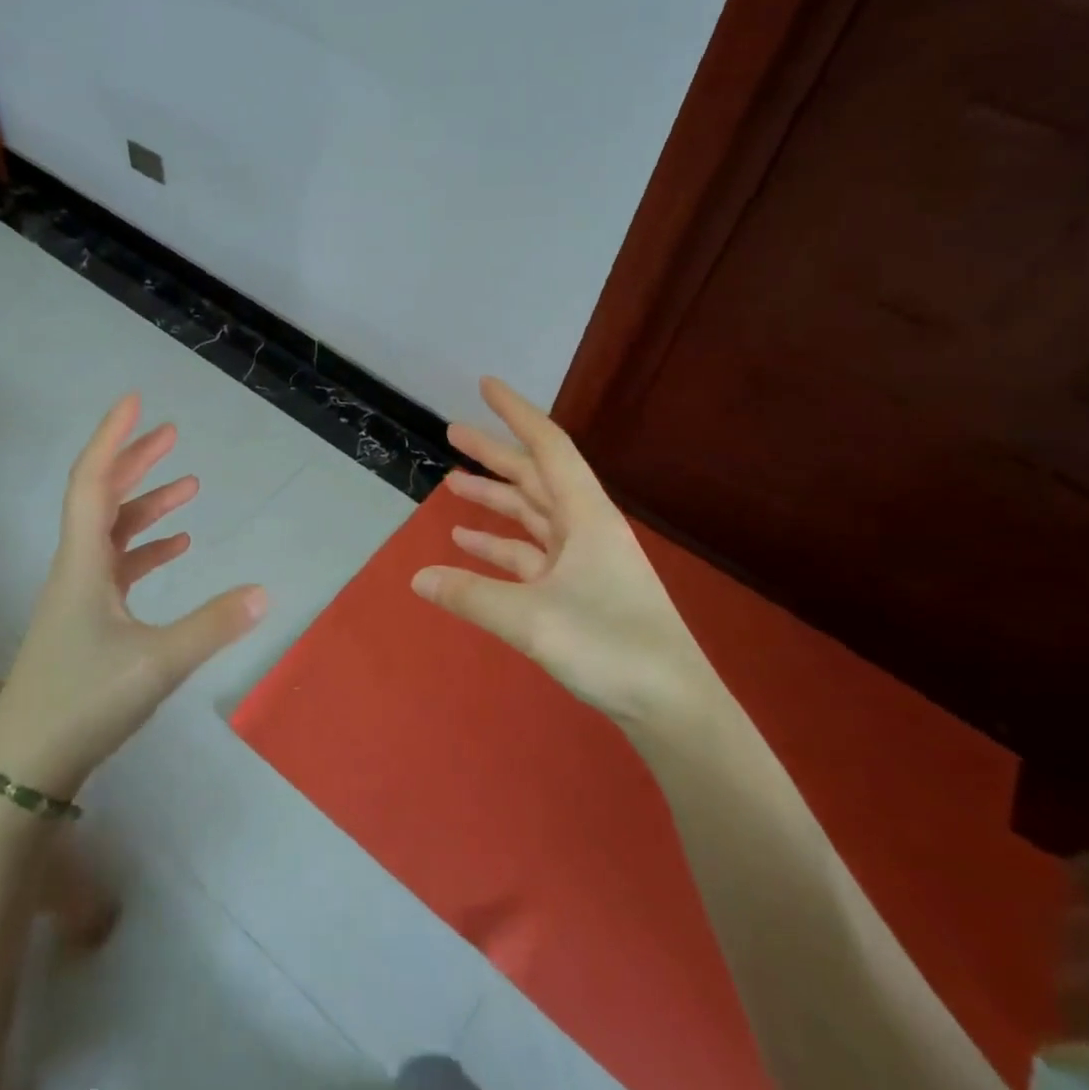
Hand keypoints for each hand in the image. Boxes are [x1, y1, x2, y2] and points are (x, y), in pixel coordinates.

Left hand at [0, 394, 267, 795]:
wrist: (26, 766)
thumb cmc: (83, 702)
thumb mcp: (157, 663)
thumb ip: (212, 626)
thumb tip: (264, 592)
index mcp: (83, 564)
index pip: (93, 482)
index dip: (112, 438)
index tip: (136, 402)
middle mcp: (77, 569)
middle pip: (102, 498)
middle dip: (136, 462)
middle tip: (172, 434)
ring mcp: (80, 596)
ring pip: (112, 533)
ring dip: (147, 506)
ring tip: (189, 487)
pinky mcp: (87, 621)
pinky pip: (119, 568)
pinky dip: (147, 550)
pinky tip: (177, 548)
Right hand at [411, 377, 722, 732]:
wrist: (671, 704)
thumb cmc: (609, 646)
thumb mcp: (530, 619)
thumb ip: (470, 595)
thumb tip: (417, 578)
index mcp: (585, 515)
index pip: (547, 447)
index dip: (515, 412)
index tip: (486, 385)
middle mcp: (585, 527)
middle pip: (535, 476)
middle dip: (494, 453)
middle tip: (452, 431)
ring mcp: (583, 559)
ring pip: (531, 515)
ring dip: (494, 499)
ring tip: (451, 483)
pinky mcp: (579, 589)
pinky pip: (531, 555)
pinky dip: (500, 546)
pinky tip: (467, 545)